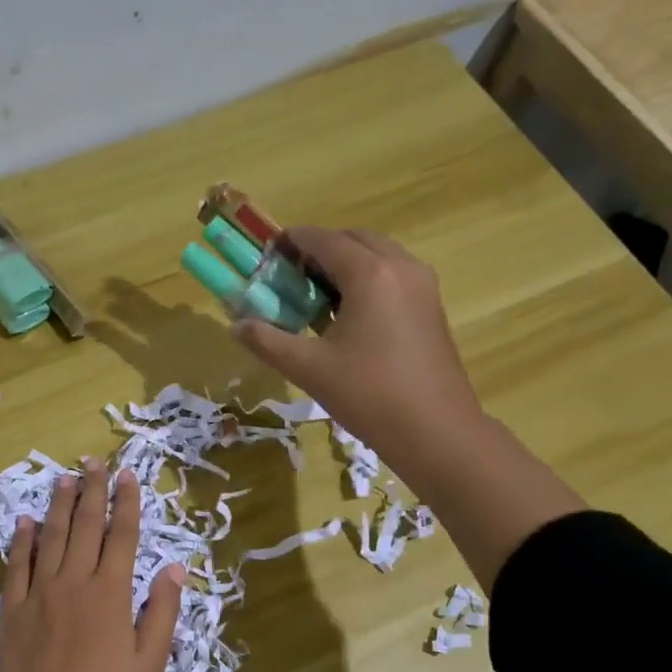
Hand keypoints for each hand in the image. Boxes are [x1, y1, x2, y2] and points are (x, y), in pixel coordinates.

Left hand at [0, 460, 184, 671]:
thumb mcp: (148, 665)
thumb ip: (161, 613)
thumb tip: (175, 568)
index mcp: (110, 594)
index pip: (122, 536)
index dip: (126, 503)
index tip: (128, 475)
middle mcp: (74, 582)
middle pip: (85, 526)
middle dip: (92, 490)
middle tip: (94, 460)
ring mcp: (39, 593)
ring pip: (50, 537)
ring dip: (59, 505)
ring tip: (65, 477)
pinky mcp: (12, 610)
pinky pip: (17, 565)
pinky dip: (21, 540)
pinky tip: (24, 521)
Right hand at [235, 227, 484, 467]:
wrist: (436, 432)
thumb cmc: (368, 394)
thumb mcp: (308, 367)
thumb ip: (267, 340)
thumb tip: (235, 326)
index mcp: (370, 273)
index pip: (324, 239)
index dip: (293, 241)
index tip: (268, 252)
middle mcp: (401, 267)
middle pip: (355, 240)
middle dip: (320, 249)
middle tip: (291, 275)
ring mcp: (423, 286)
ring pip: (378, 256)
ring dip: (346, 264)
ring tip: (316, 295)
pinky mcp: (432, 308)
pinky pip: (394, 276)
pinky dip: (367, 280)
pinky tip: (348, 315)